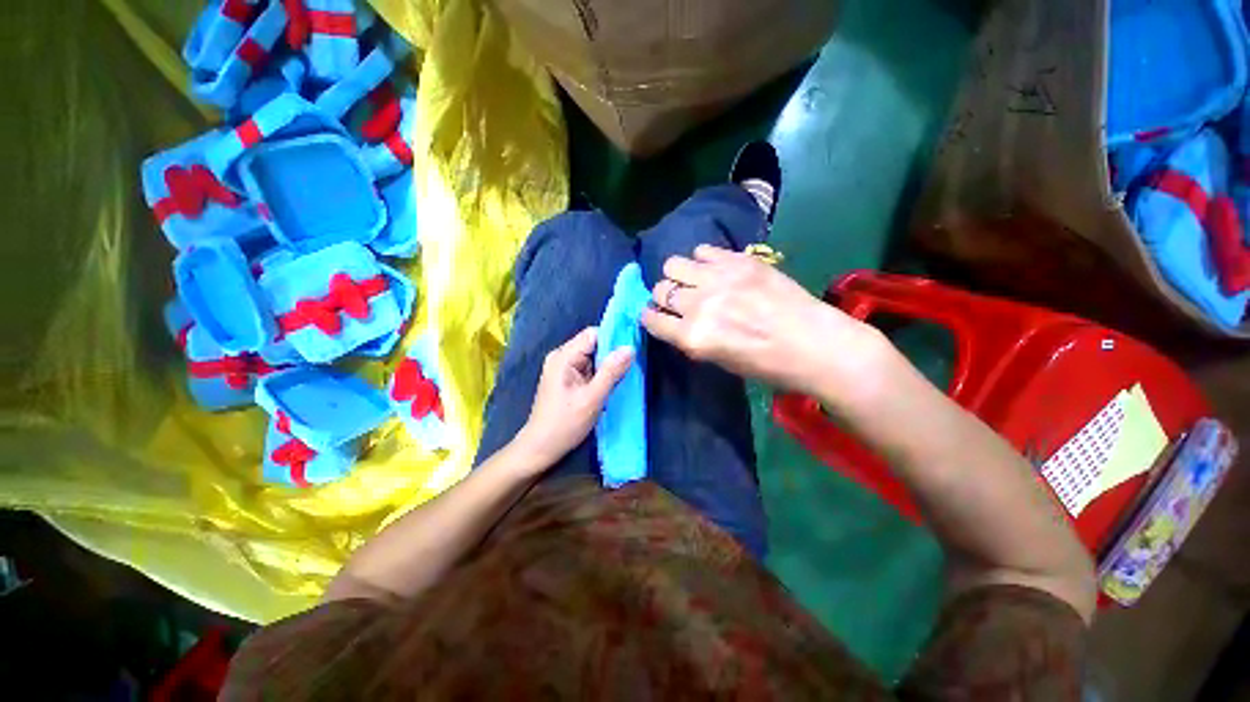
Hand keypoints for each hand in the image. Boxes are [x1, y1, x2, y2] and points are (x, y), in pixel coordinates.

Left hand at [514, 327, 633, 468]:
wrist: (541, 448)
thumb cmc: (564, 424)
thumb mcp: (592, 398)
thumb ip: (611, 372)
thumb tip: (630, 348)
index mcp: (563, 357)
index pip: (593, 334)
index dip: (614, 338)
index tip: (633, 348)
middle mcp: (562, 357)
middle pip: (593, 345)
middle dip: (612, 354)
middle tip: (631, 366)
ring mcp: (564, 368)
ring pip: (593, 357)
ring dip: (608, 366)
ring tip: (623, 376)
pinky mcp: (568, 379)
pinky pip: (589, 368)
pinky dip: (601, 374)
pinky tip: (611, 384)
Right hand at [642, 245, 885, 395]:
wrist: (814, 344)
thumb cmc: (766, 365)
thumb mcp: (718, 360)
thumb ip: (691, 338)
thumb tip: (675, 319)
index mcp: (693, 337)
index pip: (651, 319)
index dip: (650, 316)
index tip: (655, 315)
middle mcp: (699, 306)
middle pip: (661, 290)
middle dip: (665, 297)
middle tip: (681, 300)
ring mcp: (718, 279)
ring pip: (674, 264)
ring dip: (679, 275)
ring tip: (695, 281)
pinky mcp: (739, 261)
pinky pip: (702, 250)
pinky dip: (702, 260)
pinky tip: (715, 269)